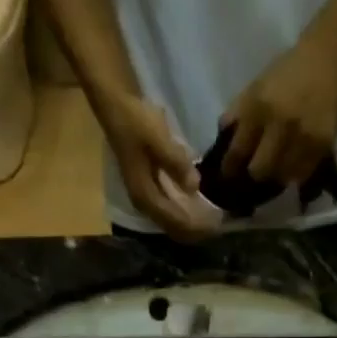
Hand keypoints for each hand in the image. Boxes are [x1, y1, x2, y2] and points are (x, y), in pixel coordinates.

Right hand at [99, 93, 214, 241]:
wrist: (117, 108)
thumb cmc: (137, 122)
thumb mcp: (158, 139)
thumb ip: (176, 163)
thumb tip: (194, 186)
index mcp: (145, 196)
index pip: (175, 221)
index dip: (196, 226)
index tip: (217, 223)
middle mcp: (145, 204)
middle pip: (173, 227)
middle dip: (195, 229)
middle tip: (219, 224)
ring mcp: (146, 199)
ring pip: (172, 222)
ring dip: (191, 224)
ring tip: (212, 220)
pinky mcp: (150, 191)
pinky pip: (170, 212)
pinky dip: (185, 213)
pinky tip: (199, 208)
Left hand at [222, 35, 336, 186]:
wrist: (328, 57)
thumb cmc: (287, 73)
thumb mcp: (256, 87)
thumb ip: (237, 114)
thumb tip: (221, 141)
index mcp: (258, 108)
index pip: (236, 153)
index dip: (229, 170)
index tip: (228, 176)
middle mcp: (280, 125)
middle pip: (259, 171)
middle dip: (254, 175)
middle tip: (254, 174)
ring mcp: (302, 136)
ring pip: (281, 177)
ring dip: (276, 177)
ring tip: (275, 170)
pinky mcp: (322, 144)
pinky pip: (302, 173)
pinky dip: (295, 173)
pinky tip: (293, 164)